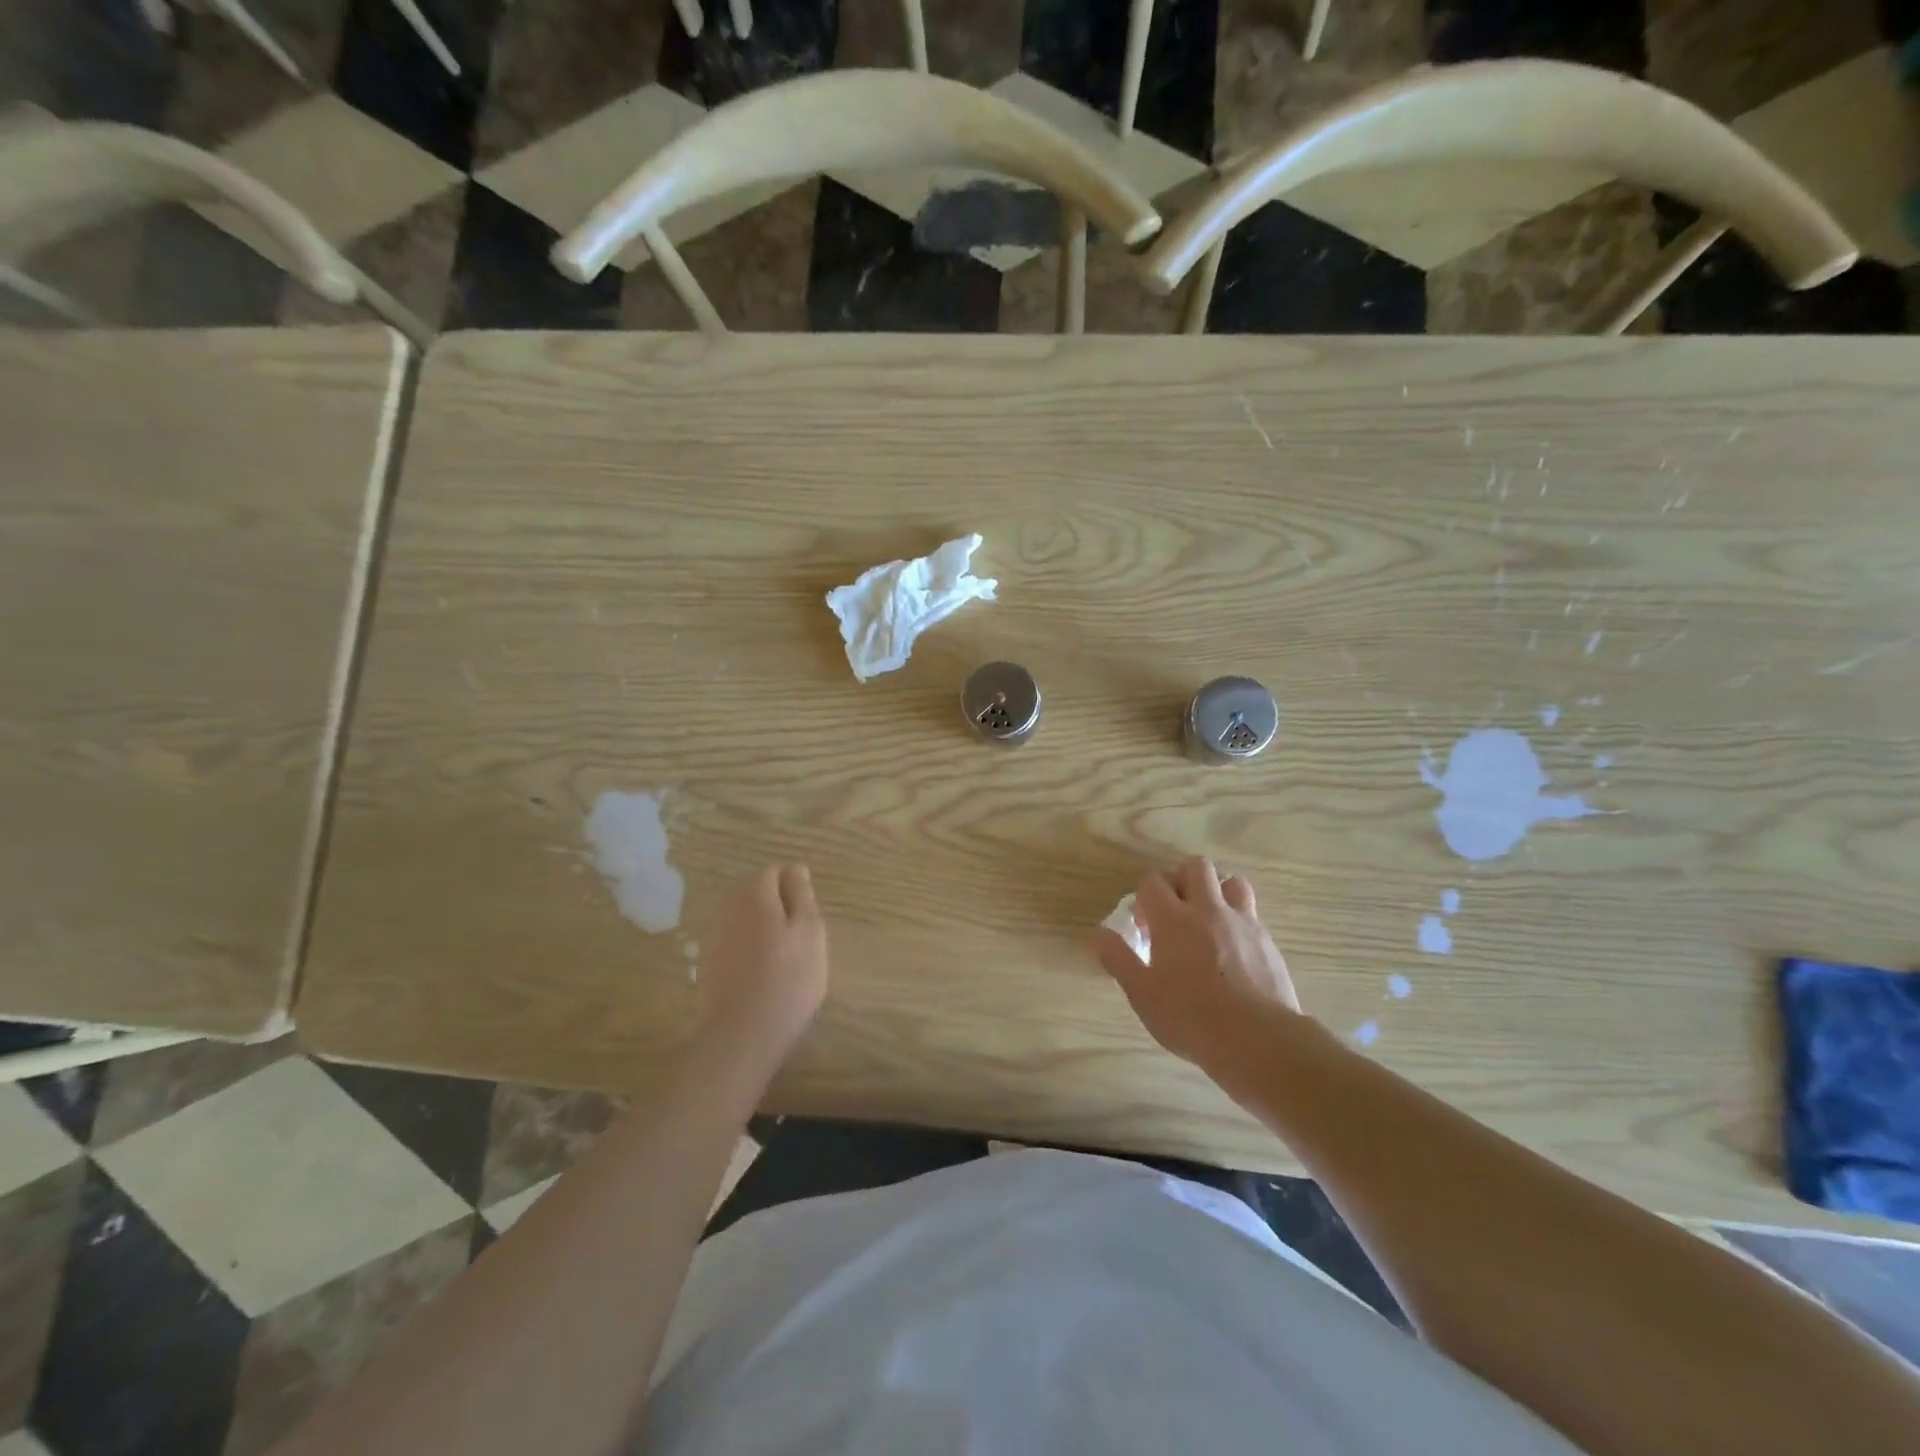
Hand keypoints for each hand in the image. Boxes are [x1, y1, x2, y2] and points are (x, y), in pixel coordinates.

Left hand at [696, 865, 828, 1069]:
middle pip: (756, 893)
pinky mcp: (709, 966)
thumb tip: (795, 868)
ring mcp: (715, 938)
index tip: (810, 916)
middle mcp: (729, 909)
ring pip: (745, 919)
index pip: (774, 872)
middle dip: (778, 906)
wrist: (740, 1037)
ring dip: (764, 929)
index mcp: (755, 895)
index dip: (794, 888)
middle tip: (802, 938)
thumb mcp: (810, 932)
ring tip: (787, 958)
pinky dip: (751, 950)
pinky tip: (765, 975)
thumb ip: (802, 895)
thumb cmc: (787, 980)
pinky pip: (735, 943)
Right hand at [1092, 857, 1301, 1066]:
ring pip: (1231, 882)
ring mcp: (1243, 923)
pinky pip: (1251, 914)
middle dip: (1180, 880)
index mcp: (1173, 919)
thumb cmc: (1191, 1017)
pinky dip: (1238, 920)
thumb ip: (1118, 959)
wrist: (1258, 1040)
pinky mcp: (1268, 942)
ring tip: (1207, 919)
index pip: (1153, 881)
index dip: (1143, 896)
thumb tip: (1098, 934)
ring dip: (1216, 891)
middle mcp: (1209, 910)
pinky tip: (1233, 948)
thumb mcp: (1142, 994)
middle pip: (1195, 867)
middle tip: (1173, 910)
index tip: (1143, 925)